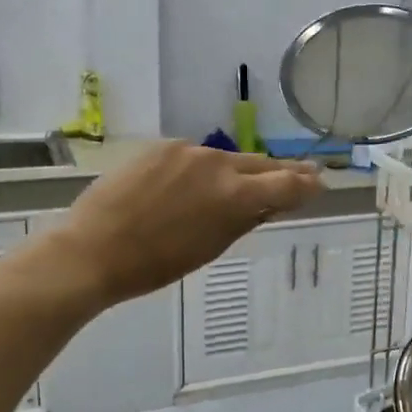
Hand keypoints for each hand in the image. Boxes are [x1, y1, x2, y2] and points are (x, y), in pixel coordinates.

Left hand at [59, 142, 322, 305]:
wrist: (92, 249)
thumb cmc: (155, 264)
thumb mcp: (210, 248)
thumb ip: (244, 220)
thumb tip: (268, 203)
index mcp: (235, 196)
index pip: (288, 184)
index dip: (307, 185)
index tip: (319, 185)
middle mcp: (217, 163)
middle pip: (261, 165)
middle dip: (280, 174)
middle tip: (300, 176)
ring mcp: (187, 151)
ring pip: (225, 160)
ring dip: (236, 173)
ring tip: (237, 187)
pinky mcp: (161, 147)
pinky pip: (193, 157)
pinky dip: (201, 170)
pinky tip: (191, 186)